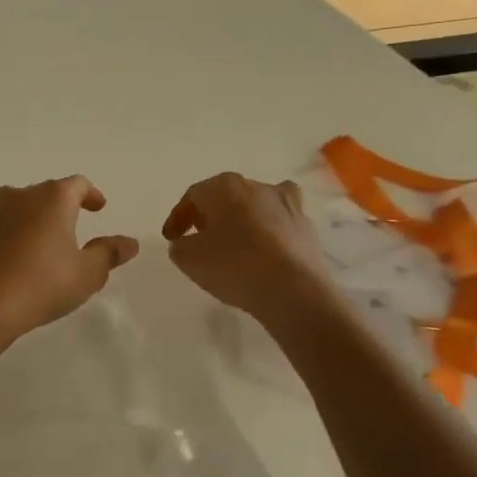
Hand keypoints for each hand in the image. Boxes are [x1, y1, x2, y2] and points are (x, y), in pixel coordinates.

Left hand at [0, 177, 139, 349]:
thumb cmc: (42, 285)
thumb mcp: (87, 274)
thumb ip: (109, 254)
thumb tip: (129, 243)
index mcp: (53, 199)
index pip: (77, 185)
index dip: (90, 194)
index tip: (99, 207)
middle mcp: (19, 196)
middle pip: (44, 192)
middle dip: (58, 207)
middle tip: (69, 228)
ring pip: (13, 205)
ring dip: (26, 217)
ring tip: (35, 238)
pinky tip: (1, 249)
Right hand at [162, 173, 336, 328]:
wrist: (294, 290)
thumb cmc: (234, 266)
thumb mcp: (188, 259)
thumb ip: (179, 246)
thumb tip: (187, 242)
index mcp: (224, 187)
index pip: (193, 196)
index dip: (178, 217)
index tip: (171, 239)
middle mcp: (256, 186)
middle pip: (225, 196)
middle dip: (209, 215)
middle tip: (199, 238)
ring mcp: (286, 204)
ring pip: (255, 206)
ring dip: (241, 220)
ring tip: (234, 244)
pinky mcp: (306, 226)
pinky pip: (278, 224)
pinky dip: (268, 233)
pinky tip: (263, 253)